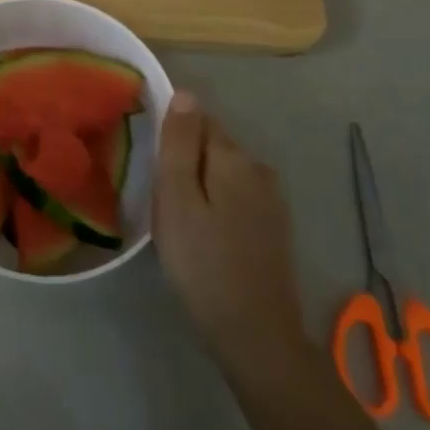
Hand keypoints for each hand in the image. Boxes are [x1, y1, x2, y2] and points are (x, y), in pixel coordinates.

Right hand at [154, 93, 316, 379]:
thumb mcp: (177, 199)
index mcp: (233, 156)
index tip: (154, 169)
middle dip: (186, 160)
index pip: (197, 119)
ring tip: (181, 221)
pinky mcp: (275, 226)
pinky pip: (237, 196)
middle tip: (163, 200)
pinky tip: (206, 236)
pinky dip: (218, 204)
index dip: (172, 137)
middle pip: (212, 144)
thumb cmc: (203, 264)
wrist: (257, 336)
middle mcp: (258, 168)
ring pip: (224, 172)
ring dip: (202, 184)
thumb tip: (185, 93)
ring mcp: (272, 198)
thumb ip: (179, 143)